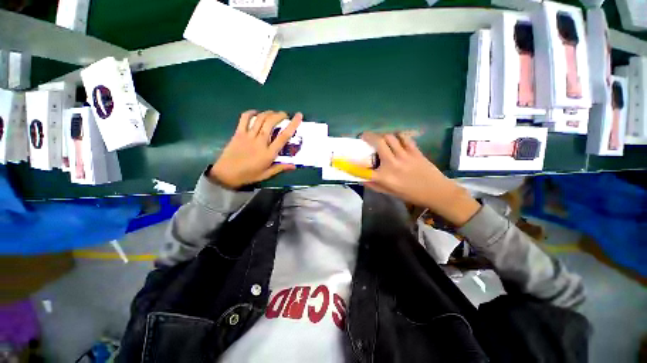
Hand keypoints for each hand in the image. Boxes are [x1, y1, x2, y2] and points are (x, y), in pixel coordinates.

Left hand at [210, 110, 302, 188]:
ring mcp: (248, 136)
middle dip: (279, 115)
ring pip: (260, 119)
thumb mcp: (266, 174)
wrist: (226, 174)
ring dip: (268, 113)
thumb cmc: (248, 175)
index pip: (283, 136)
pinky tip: (256, 112)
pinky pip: (244, 119)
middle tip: (284, 114)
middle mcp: (260, 142)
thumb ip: (280, 168)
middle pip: (271, 123)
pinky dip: (251, 113)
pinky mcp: (238, 133)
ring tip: (273, 113)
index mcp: (269, 153)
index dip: (292, 125)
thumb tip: (294, 166)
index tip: (298, 116)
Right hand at [361, 132, 480, 225]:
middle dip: (368, 136)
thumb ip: (374, 185)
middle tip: (364, 136)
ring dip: (382, 135)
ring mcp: (404, 155)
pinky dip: (397, 135)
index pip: (363, 169)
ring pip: (390, 137)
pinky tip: (395, 138)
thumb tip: (361, 179)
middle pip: (377, 143)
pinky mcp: (415, 151)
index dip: (351, 163)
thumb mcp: (390, 193)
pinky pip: (404, 138)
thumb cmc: (411, 194)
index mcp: (384, 177)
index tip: (345, 159)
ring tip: (380, 137)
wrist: (436, 191)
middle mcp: (392, 163)